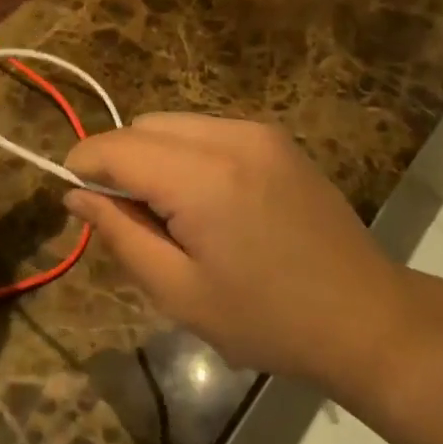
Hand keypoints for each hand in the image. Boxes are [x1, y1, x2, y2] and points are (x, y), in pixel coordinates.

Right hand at [63, 115, 413, 402]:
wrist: (367, 317)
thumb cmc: (267, 319)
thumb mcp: (179, 292)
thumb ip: (119, 234)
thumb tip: (75, 195)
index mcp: (202, 178)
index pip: (115, 147)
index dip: (83, 166)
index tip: (75, 199)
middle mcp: (228, 136)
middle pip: (142, 126)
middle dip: (119, 162)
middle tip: (131, 219)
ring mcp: (257, 132)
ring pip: (172, 123)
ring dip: (152, 156)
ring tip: (172, 213)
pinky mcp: (275, 138)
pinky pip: (206, 130)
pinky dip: (185, 153)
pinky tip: (207, 201)